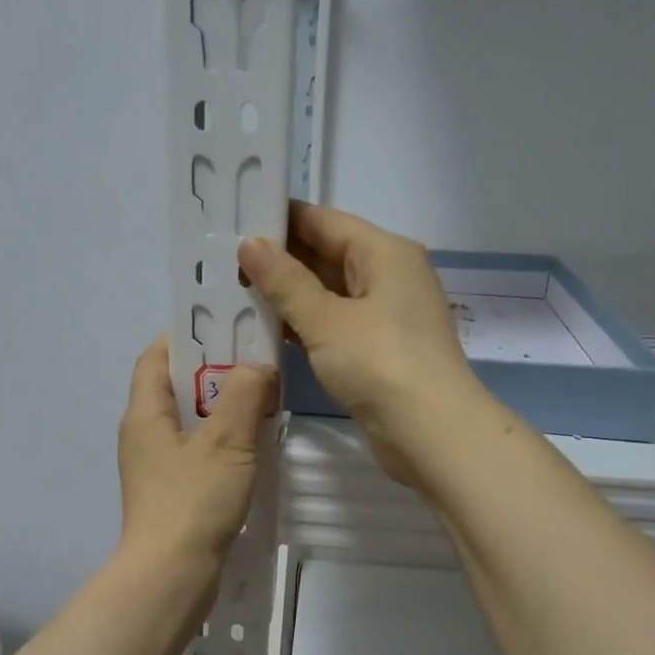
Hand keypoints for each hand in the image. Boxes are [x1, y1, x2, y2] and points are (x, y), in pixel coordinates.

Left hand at [116, 336, 276, 571]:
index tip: (229, 330)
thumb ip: (245, 395)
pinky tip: (253, 446)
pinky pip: (196, 451)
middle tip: (259, 364)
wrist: (171, 576)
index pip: (157, 355)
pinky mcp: (171, 492)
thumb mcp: (226, 441)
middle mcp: (143, 434)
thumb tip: (257, 367)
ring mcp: (155, 466)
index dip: (188, 336)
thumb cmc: (193, 502)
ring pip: (190, 421)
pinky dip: (222, 440)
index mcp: (145, 413)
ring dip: (223, 408)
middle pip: (176, 386)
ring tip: (264, 401)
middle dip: (216, 372)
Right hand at [240, 202, 482, 487]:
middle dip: (279, 260)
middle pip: (327, 255)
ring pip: (329, 293)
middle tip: (223, 263)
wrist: (431, 433)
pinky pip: (334, 325)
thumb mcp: (327, 320)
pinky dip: (305, 326)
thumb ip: (285, 283)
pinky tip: (267, 331)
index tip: (232, 222)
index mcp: (384, 252)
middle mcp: (388, 276)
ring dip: (288, 296)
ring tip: (234, 293)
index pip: (323, 221)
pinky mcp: (378, 351)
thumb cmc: (380, 364)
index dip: (279, 220)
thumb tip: (249, 244)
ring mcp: (385, 316)